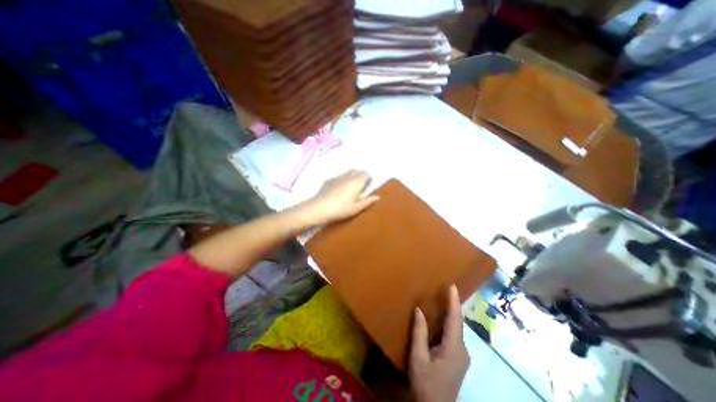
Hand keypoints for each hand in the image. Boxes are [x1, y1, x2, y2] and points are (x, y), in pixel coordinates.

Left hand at [297, 169, 379, 225]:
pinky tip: (337, 191)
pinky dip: (341, 181)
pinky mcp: (328, 180)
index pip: (366, 174)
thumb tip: (377, 196)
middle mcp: (348, 176)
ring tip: (349, 189)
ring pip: (347, 173)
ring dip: (350, 178)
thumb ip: (367, 201)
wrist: (319, 208)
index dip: (368, 179)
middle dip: (360, 177)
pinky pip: (338, 177)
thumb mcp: (356, 208)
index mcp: (356, 182)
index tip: (367, 187)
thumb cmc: (341, 209)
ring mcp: (337, 177)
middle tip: (359, 188)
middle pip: (357, 171)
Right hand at [408, 284, 471, 401]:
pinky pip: (454, 335)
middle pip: (458, 322)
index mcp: (453, 348)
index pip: (455, 319)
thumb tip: (418, 310)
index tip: (453, 286)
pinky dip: (449, 323)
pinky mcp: (458, 358)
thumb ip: (419, 333)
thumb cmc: (426, 383)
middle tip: (446, 288)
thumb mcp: (418, 358)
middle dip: (453, 305)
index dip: (454, 302)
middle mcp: (462, 349)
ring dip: (451, 314)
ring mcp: (462, 355)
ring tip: (443, 299)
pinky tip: (441, 319)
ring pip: (457, 329)